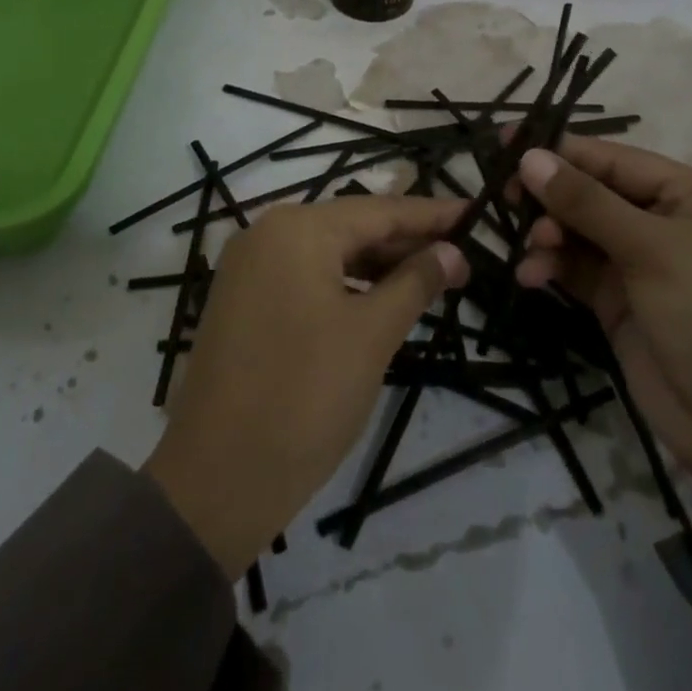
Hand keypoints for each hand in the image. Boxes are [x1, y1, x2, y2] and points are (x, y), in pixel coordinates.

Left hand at [143, 195, 468, 579]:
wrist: (216, 480)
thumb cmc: (304, 397)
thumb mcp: (372, 335)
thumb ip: (415, 282)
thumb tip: (452, 251)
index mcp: (297, 229)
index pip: (379, 210)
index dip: (431, 214)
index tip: (476, 212)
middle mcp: (267, 234)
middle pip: (351, 227)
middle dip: (407, 241)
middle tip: (463, 255)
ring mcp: (249, 268)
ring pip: (328, 253)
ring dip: (378, 265)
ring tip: (432, 278)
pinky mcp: (243, 301)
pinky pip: (305, 277)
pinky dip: (345, 285)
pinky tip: (379, 300)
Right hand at [516, 137, 691, 502]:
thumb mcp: (655, 250)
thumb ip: (587, 202)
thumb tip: (530, 156)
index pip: (615, 159)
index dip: (560, 150)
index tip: (503, 142)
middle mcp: (667, 223)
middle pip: (593, 194)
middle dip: (550, 196)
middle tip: (505, 198)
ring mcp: (644, 266)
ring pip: (579, 233)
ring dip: (548, 236)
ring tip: (530, 250)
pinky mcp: (622, 305)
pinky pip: (577, 271)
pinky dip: (552, 268)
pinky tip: (530, 276)